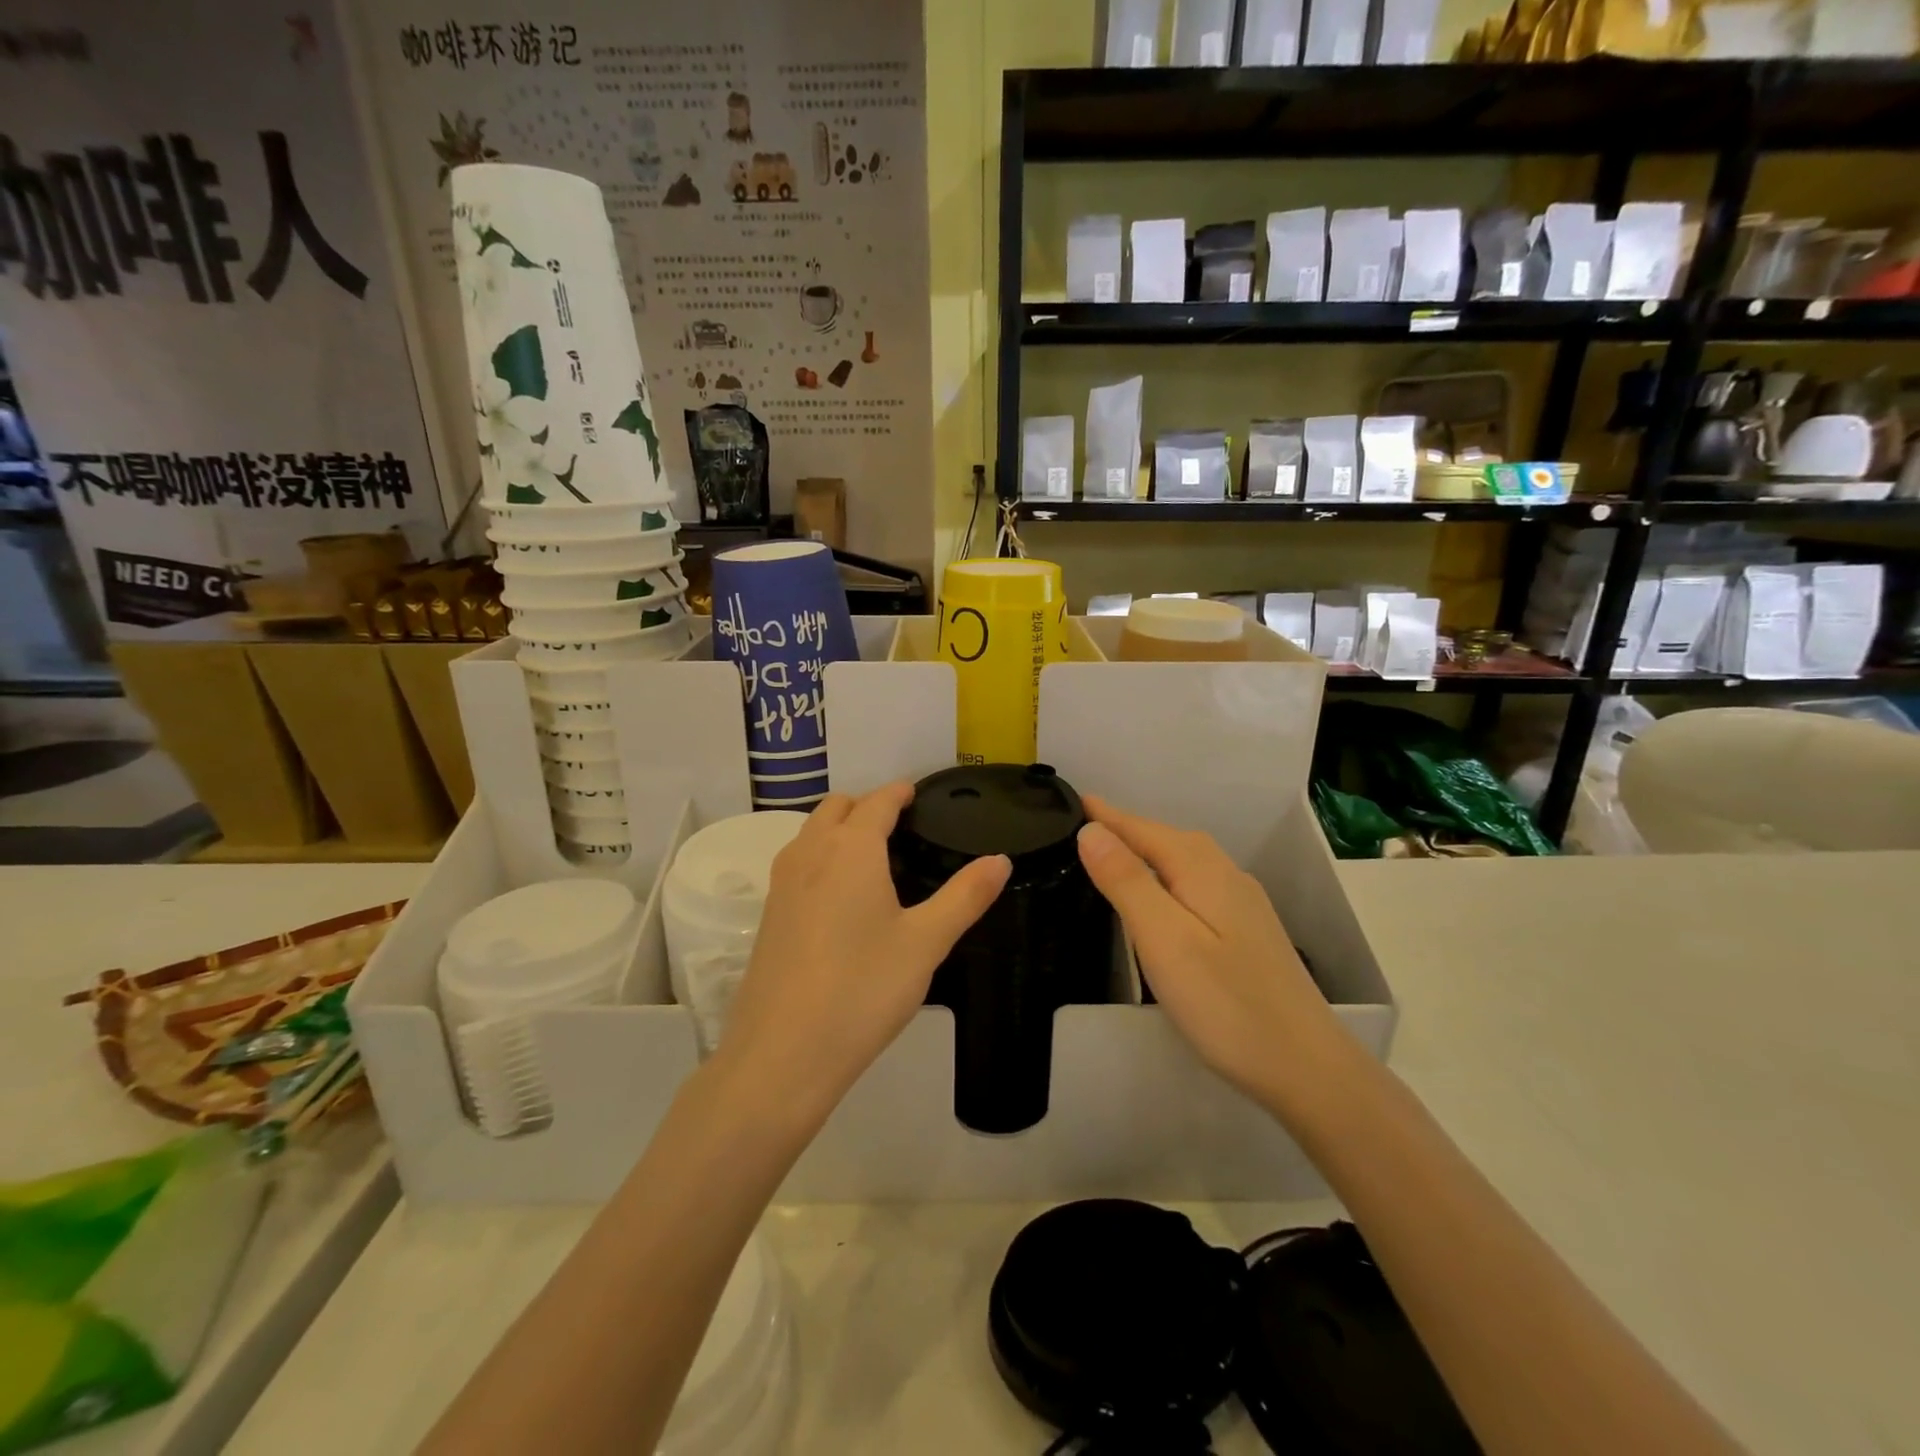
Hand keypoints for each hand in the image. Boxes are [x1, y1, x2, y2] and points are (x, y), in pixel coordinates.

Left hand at [715, 784, 1010, 1124]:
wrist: (783, 1053)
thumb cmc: (863, 989)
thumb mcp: (926, 943)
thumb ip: (965, 896)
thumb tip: (1001, 860)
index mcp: (851, 849)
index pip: (878, 801)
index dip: (900, 792)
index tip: (918, 794)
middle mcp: (810, 853)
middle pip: (837, 807)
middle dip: (868, 806)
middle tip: (901, 828)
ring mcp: (782, 883)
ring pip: (811, 833)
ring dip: (839, 829)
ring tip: (874, 859)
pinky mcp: (769, 914)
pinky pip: (798, 863)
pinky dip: (821, 858)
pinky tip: (842, 900)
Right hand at [1076, 796, 1349, 1112]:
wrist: (1307, 1067)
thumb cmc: (1226, 1003)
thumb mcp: (1164, 939)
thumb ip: (1126, 881)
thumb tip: (1091, 830)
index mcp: (1200, 867)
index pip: (1139, 827)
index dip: (1102, 815)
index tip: (1066, 800)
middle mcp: (1223, 873)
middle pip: (1161, 839)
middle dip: (1120, 828)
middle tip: (1074, 827)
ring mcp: (1240, 902)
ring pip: (1179, 862)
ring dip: (1142, 852)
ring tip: (1103, 854)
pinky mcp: (1245, 930)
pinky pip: (1192, 884)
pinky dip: (1163, 877)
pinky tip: (1155, 897)